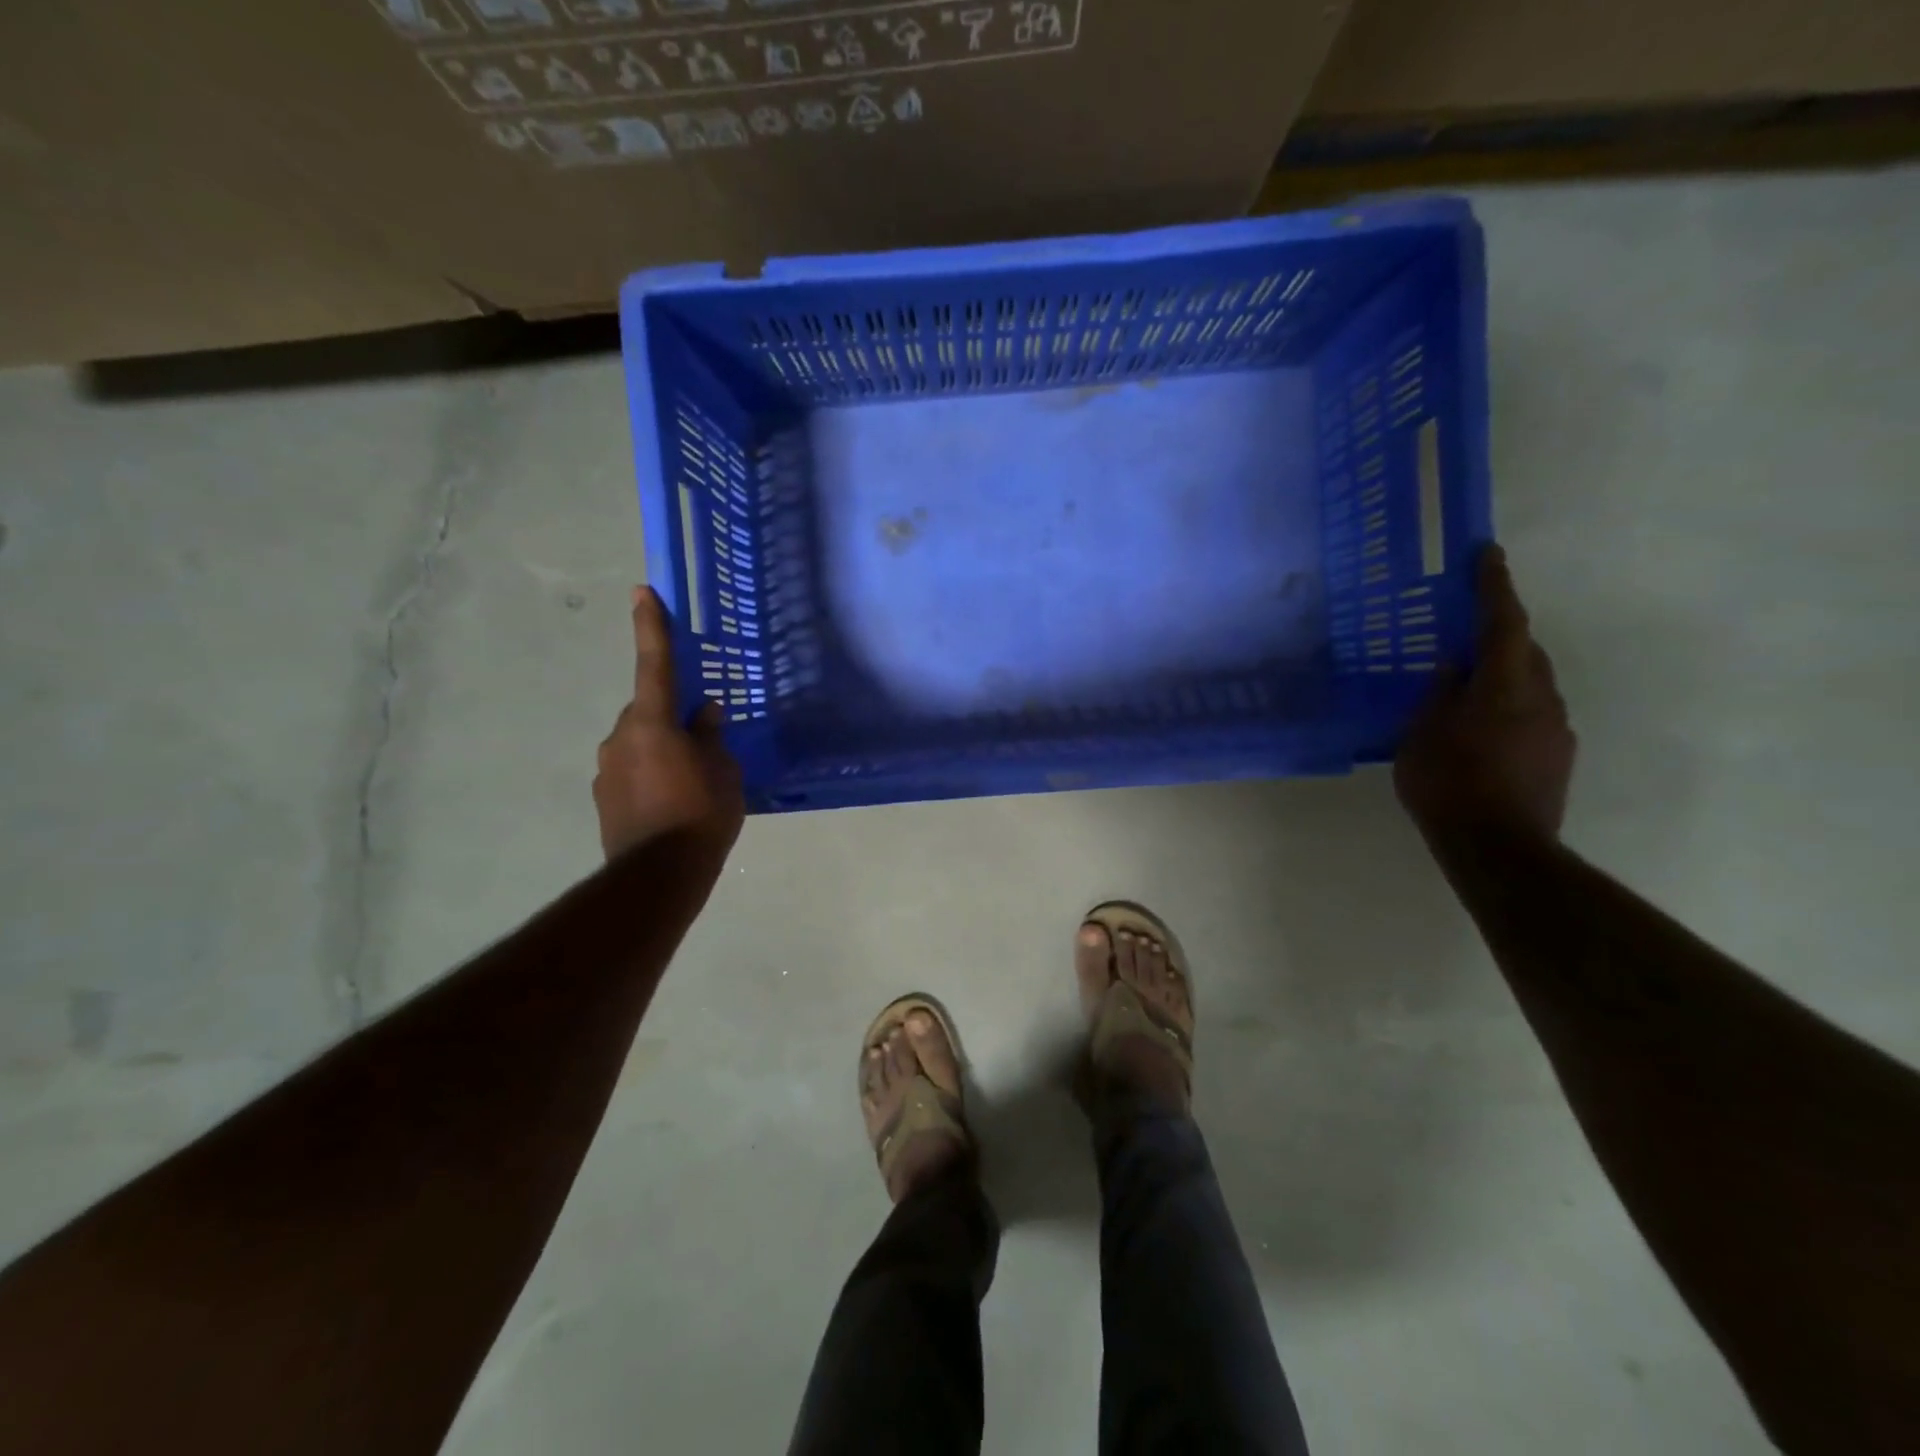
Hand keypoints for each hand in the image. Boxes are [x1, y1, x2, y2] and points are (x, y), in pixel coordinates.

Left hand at [594, 588, 743, 862]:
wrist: (657, 877)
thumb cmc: (701, 814)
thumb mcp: (723, 772)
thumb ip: (711, 737)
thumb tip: (704, 714)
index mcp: (652, 723)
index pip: (655, 665)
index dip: (651, 627)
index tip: (642, 592)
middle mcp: (620, 737)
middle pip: (648, 714)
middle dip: (671, 721)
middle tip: (703, 745)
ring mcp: (606, 769)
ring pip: (639, 745)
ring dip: (662, 753)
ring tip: (691, 785)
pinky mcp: (603, 799)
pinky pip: (632, 773)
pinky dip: (651, 778)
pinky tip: (672, 804)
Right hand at [1395, 545, 1575, 843]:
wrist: (1500, 848)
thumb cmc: (1449, 784)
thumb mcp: (1421, 736)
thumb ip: (1439, 696)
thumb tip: (1453, 668)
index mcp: (1504, 685)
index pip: (1502, 622)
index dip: (1494, 586)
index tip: (1487, 553)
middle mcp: (1541, 697)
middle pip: (1523, 651)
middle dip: (1499, 634)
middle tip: (1466, 632)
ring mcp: (1556, 728)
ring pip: (1530, 684)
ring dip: (1503, 675)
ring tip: (1467, 689)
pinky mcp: (1558, 756)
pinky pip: (1532, 714)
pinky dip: (1508, 708)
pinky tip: (1480, 731)